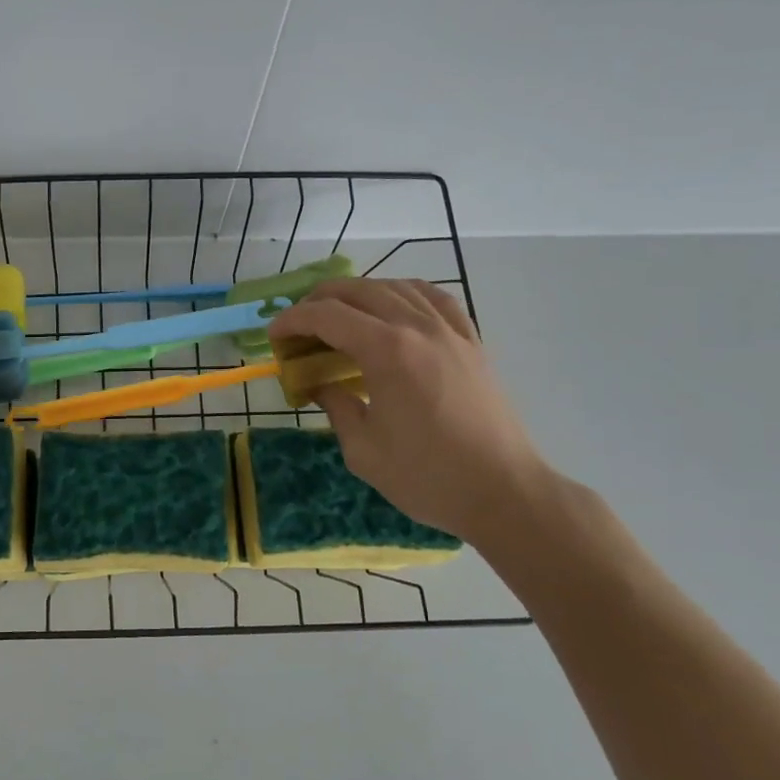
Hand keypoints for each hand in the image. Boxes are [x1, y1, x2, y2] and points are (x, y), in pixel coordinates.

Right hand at [267, 279, 560, 546]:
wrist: (505, 492)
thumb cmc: (428, 477)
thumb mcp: (363, 450)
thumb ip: (335, 406)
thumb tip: (319, 385)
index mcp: (386, 351)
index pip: (326, 316)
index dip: (292, 320)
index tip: (274, 336)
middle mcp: (416, 328)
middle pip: (357, 290)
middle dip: (318, 301)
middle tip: (300, 326)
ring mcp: (449, 331)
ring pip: (394, 286)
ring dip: (358, 293)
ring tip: (340, 314)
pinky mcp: (471, 341)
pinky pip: (434, 297)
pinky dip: (404, 292)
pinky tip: (394, 305)